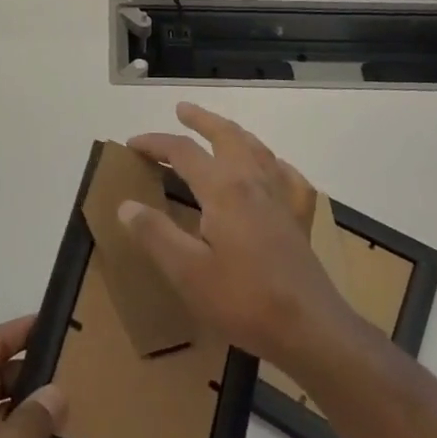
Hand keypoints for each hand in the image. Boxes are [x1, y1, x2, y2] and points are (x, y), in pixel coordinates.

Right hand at [122, 104, 356, 373]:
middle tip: (182, 109)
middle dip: (202, 119)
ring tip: (219, 129)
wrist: (309, 328)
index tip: (132, 145)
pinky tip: (272, 169)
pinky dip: (274, 163)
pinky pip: (287, 176)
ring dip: (233, 132)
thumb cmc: (243, 300)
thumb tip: (126, 205)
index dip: (155, 143)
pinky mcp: (298, 217)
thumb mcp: (187, 272)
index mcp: (223, 188)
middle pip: (226, 135)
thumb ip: (155, 234)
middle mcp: (252, 180)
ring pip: (256, 148)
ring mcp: (280, 197)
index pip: (183, 151)